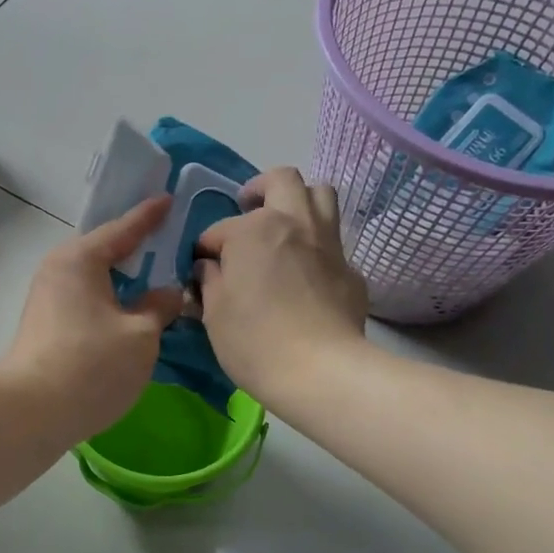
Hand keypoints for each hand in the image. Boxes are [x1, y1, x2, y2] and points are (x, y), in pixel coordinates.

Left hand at [0, 197, 183, 444]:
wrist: (31, 412)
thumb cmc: (91, 364)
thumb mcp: (140, 335)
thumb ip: (159, 307)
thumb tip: (168, 293)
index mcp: (81, 259)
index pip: (123, 229)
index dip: (150, 216)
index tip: (169, 199)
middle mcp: (59, 270)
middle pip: (106, 252)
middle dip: (137, 249)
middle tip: (169, 241)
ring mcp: (49, 299)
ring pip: (96, 280)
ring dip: (125, 280)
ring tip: (157, 278)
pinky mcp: (48, 326)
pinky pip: (88, 300)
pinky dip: (112, 300)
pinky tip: (132, 311)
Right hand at [194, 167, 368, 406]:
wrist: (321, 371)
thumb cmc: (254, 340)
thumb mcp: (214, 313)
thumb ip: (209, 281)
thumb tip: (210, 267)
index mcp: (253, 229)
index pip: (219, 229)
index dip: (206, 249)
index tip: (203, 270)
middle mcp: (294, 222)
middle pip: (282, 180)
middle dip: (260, 189)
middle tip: (248, 210)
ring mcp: (328, 243)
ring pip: (321, 195)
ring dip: (299, 201)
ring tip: (283, 225)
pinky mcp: (351, 270)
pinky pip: (333, 242)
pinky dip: (316, 246)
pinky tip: (306, 273)